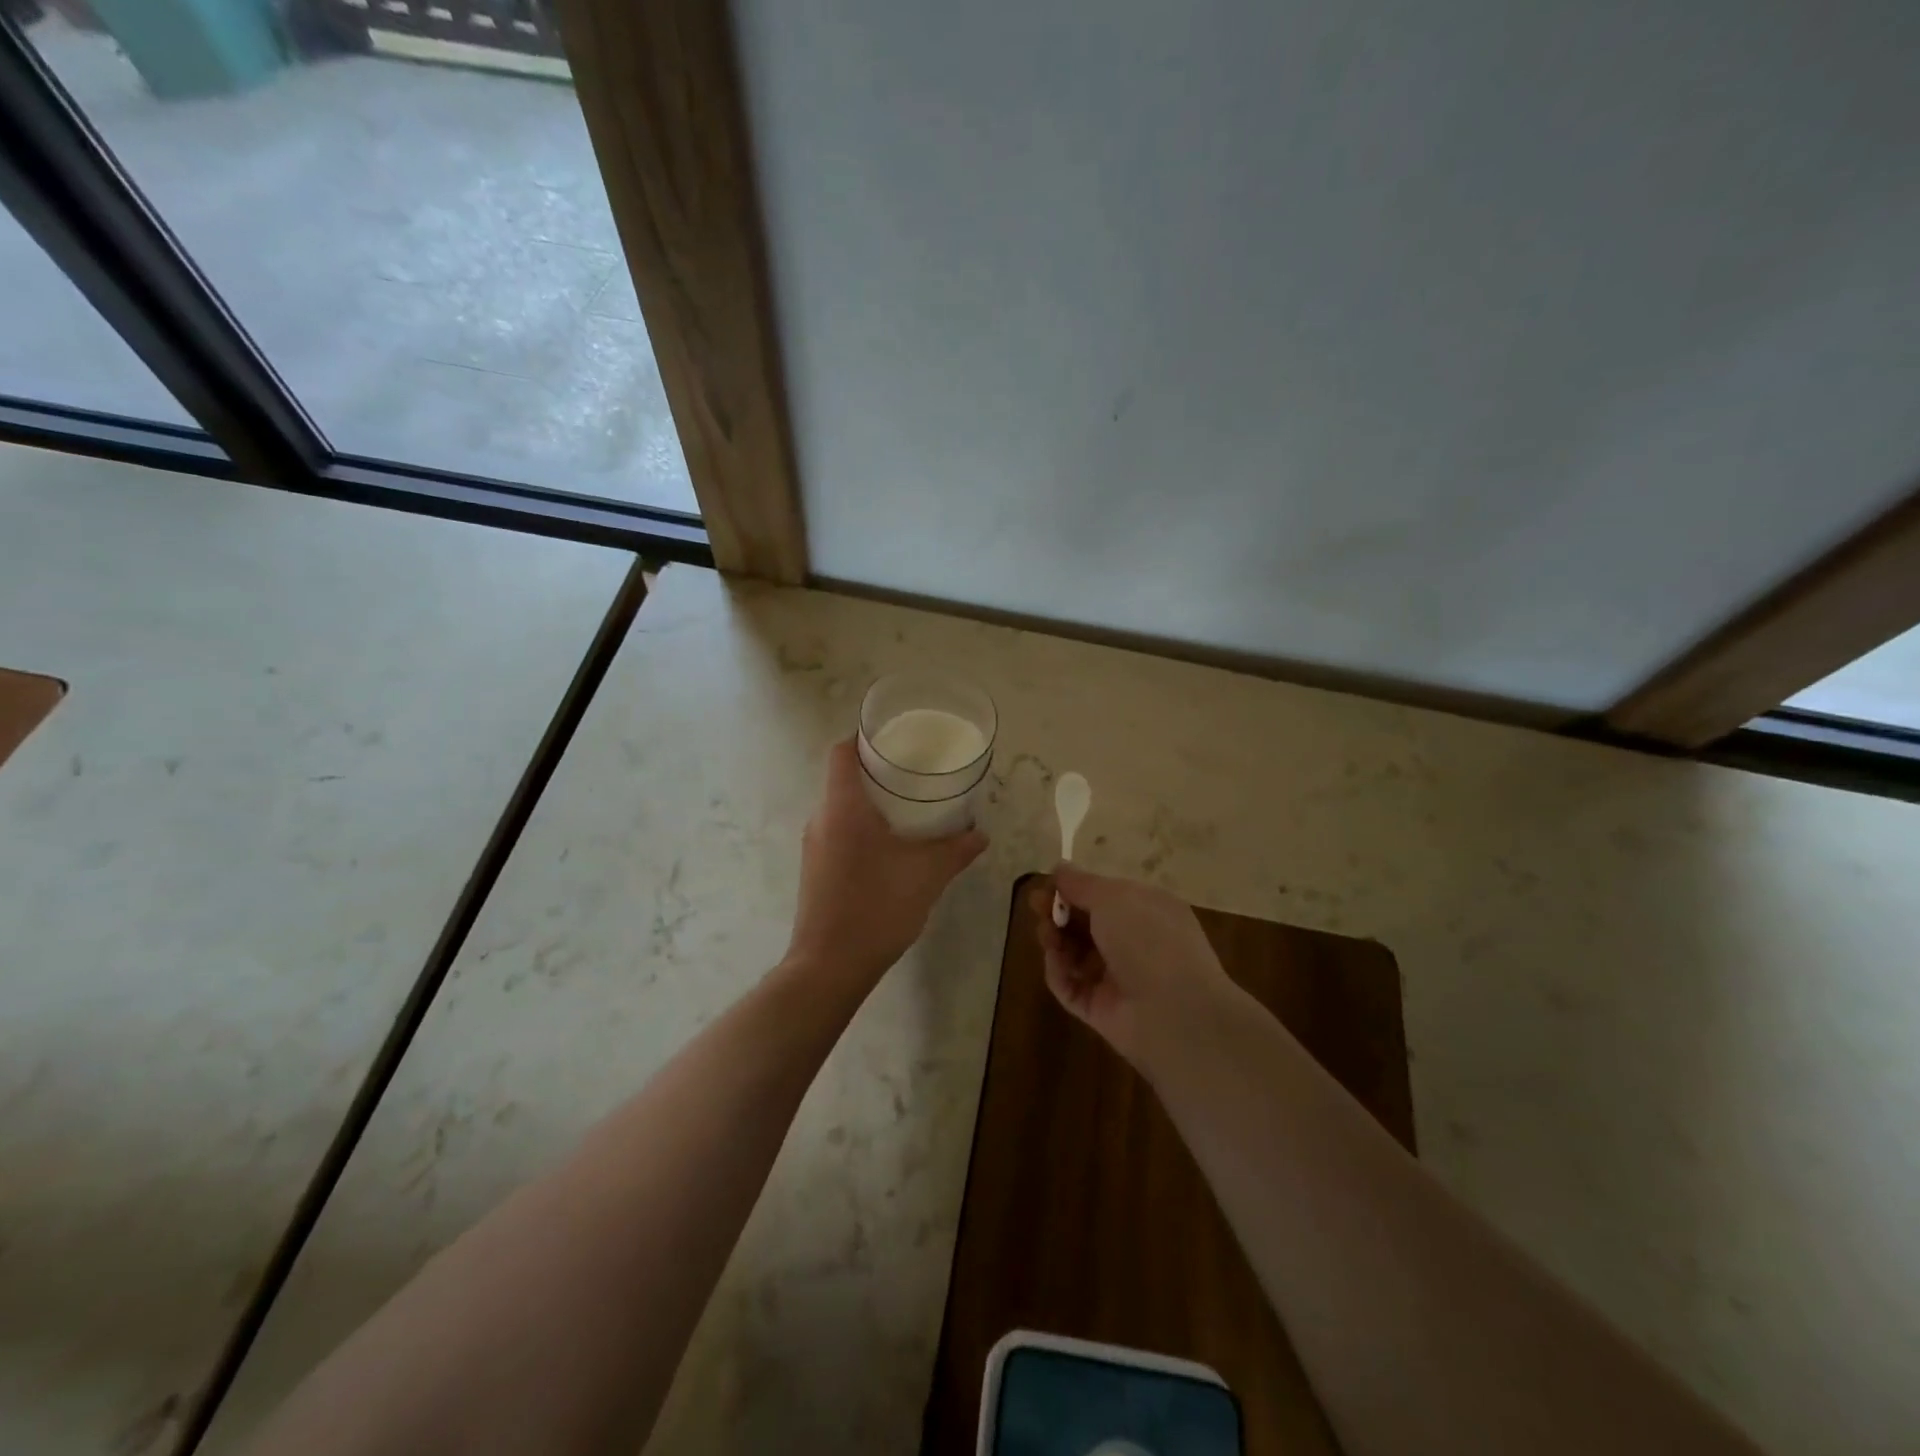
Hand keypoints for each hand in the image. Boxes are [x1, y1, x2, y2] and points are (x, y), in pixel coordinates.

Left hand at [785, 738, 987, 991]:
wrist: (830, 965)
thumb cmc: (877, 906)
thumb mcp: (927, 874)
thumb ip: (956, 849)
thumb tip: (980, 833)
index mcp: (842, 807)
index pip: (842, 752)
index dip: (865, 738)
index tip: (896, 741)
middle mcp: (821, 819)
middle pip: (843, 778)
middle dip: (877, 772)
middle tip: (915, 774)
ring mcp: (814, 846)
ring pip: (841, 808)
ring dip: (869, 804)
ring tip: (908, 809)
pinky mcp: (815, 870)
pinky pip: (838, 833)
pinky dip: (861, 829)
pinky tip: (890, 848)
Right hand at [1031, 866, 1236, 1070]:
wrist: (1174, 1013)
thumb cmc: (1149, 939)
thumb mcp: (1113, 897)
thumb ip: (1081, 883)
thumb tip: (1059, 868)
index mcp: (1146, 910)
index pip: (1103, 895)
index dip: (1073, 889)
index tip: (1046, 885)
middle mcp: (1133, 941)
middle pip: (1085, 923)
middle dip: (1058, 912)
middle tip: (1037, 908)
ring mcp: (1117, 977)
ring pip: (1074, 953)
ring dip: (1055, 940)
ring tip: (1046, 936)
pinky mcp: (1101, 1008)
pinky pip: (1071, 985)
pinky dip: (1059, 972)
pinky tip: (1055, 962)